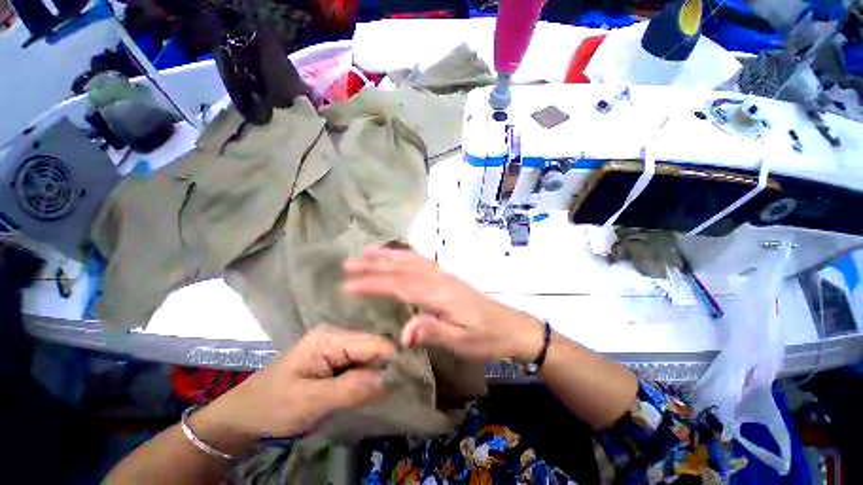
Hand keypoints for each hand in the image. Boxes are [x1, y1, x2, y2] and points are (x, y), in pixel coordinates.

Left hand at [194, 327, 394, 449]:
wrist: (246, 413)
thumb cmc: (273, 405)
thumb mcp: (310, 401)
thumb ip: (351, 389)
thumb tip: (390, 379)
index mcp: (330, 338)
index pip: (373, 342)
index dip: (393, 358)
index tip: (411, 378)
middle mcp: (336, 335)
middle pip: (373, 347)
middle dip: (387, 366)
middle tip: (401, 388)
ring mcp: (336, 345)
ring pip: (369, 355)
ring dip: (378, 373)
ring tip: (390, 390)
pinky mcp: (335, 357)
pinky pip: (360, 363)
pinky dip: (368, 376)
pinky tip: (372, 388)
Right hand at [343, 245, 543, 360]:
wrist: (511, 326)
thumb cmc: (486, 338)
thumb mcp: (461, 342)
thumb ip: (433, 332)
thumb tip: (402, 334)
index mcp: (440, 294)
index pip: (400, 286)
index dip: (374, 284)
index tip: (348, 284)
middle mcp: (439, 279)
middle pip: (402, 268)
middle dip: (375, 265)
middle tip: (349, 263)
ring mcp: (443, 276)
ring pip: (412, 260)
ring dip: (388, 255)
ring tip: (367, 251)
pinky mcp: (446, 278)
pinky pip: (421, 262)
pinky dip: (405, 256)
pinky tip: (397, 256)